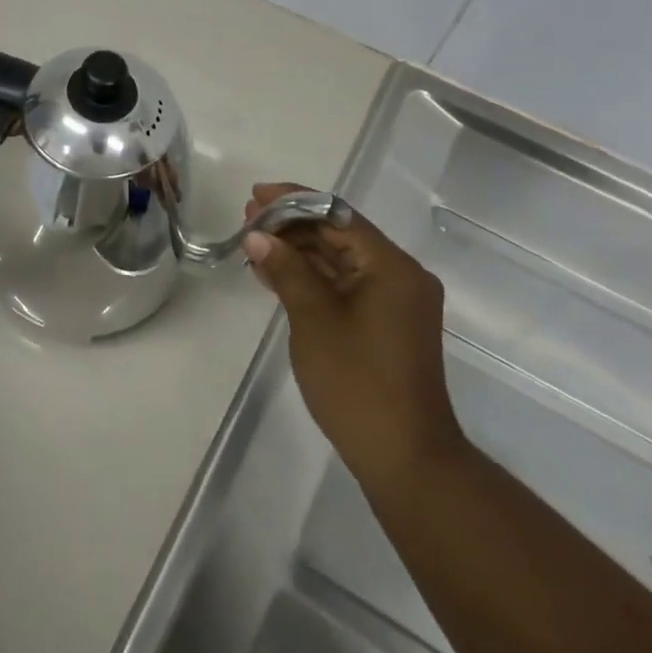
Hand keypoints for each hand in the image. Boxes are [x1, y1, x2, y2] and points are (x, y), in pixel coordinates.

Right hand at [244, 183, 463, 483]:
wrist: (404, 456)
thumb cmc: (358, 381)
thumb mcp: (314, 319)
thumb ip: (287, 270)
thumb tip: (257, 236)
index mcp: (392, 266)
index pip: (338, 215)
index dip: (294, 201)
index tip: (256, 196)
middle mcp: (398, 276)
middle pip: (339, 234)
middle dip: (293, 225)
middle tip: (247, 219)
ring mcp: (392, 302)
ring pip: (339, 261)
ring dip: (298, 251)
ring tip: (253, 242)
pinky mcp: (383, 324)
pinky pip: (343, 286)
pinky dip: (311, 278)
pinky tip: (275, 274)